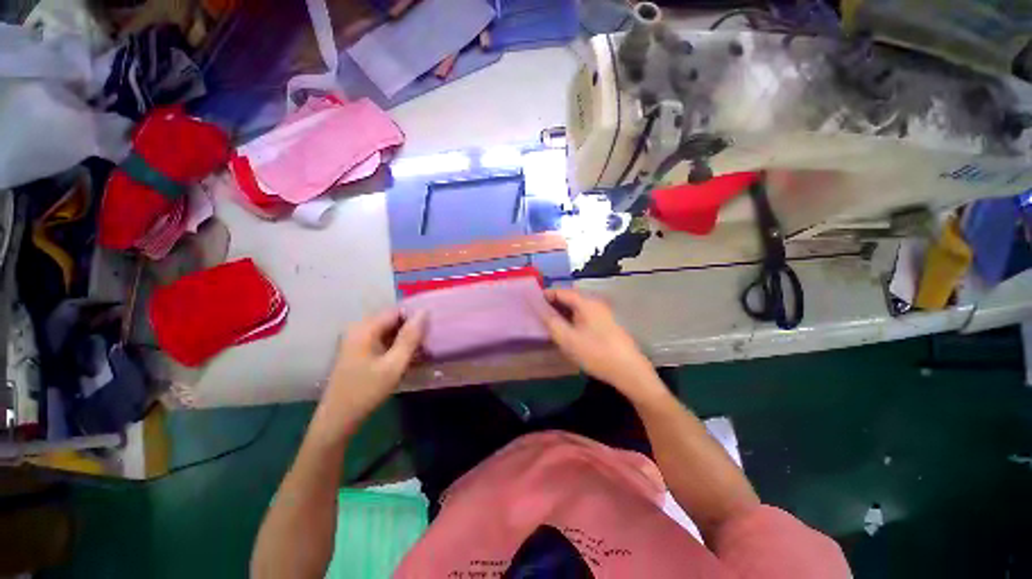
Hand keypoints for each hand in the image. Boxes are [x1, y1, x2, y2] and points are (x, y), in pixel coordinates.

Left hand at [313, 309, 425, 440]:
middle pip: (392, 320)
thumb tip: (424, 312)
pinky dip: (395, 346)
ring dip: (404, 339)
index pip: (397, 311)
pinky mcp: (357, 350)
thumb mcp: (394, 364)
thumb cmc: (367, 391)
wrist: (337, 419)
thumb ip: (410, 337)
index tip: (431, 330)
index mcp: (365, 328)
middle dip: (411, 329)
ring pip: (388, 331)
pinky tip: (406, 358)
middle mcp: (358, 328)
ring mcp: (356, 340)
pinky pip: (382, 340)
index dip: (415, 317)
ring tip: (421, 351)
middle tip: (428, 342)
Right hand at [537, 289, 667, 403]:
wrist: (629, 371)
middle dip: (553, 304)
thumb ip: (551, 322)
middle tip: (538, 314)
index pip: (561, 291)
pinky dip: (572, 318)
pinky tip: (567, 330)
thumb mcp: (568, 339)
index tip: (532, 302)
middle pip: (570, 298)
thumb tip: (539, 308)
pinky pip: (584, 315)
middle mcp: (595, 303)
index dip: (546, 295)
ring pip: (577, 308)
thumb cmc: (596, 353)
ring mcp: (603, 313)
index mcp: (586, 303)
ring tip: (549, 322)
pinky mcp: (606, 324)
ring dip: (563, 312)